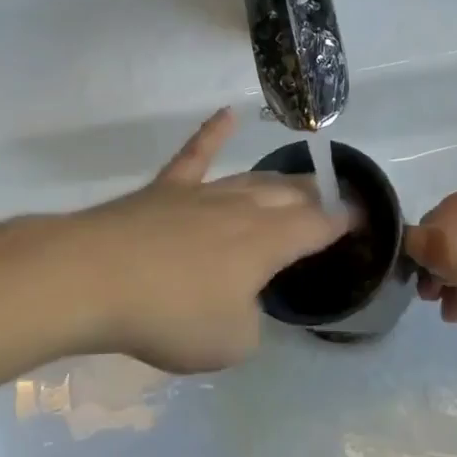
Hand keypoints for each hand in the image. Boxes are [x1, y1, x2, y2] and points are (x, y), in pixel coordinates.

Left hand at [59, 110, 349, 372]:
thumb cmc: (170, 315)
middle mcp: (242, 208)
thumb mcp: (230, 342)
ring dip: (278, 180)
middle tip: (332, 199)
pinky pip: (196, 154)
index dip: (343, 221)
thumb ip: (250, 321)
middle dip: (316, 197)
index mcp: (267, 243)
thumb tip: (243, 303)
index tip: (360, 217)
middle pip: (289, 196)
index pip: (318, 225)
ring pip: (252, 179)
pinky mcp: (166, 189)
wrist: (95, 277)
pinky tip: (226, 114)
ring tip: (297, 180)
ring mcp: (202, 193)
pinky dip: (213, 132)